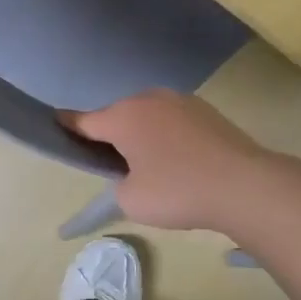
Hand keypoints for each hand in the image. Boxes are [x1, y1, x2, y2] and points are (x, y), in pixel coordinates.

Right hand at [66, 90, 273, 231]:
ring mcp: (180, 101)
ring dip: (143, 134)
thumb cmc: (177, 191)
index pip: (84, 121)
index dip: (68, 126)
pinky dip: (169, 136)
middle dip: (112, 135)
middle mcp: (148, 99)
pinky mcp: (206, 111)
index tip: (56, 124)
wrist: (245, 185)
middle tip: (115, 166)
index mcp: (123, 117)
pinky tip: (181, 161)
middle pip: (118, 116)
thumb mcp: (131, 200)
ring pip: (148, 116)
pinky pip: (174, 122)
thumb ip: (118, 186)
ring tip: (152, 166)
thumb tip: (130, 176)